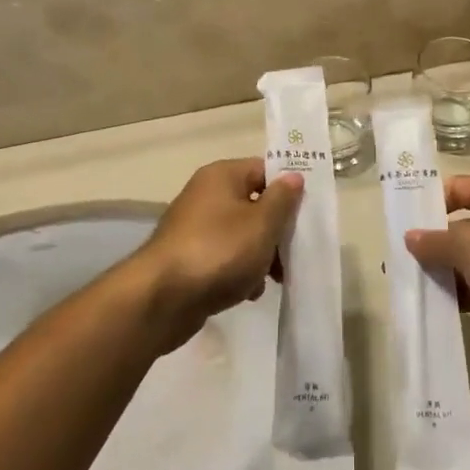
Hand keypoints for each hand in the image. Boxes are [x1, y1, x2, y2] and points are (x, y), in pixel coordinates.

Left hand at [131, 159, 302, 352]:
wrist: (162, 299)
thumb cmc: (219, 251)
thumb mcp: (262, 224)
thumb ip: (282, 199)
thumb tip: (293, 176)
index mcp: (222, 176)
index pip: (264, 170)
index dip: (288, 189)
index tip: (307, 214)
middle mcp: (206, 195)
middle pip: (254, 204)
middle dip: (276, 230)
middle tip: (292, 253)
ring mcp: (196, 228)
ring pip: (242, 234)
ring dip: (260, 256)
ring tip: (271, 279)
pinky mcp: (190, 258)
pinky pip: (225, 257)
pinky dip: (239, 272)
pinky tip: (247, 293)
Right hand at [405, 177, 469, 359]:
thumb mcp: (469, 244)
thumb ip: (436, 242)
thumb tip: (410, 238)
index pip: (456, 189)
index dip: (429, 202)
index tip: (402, 221)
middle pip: (461, 228)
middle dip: (432, 245)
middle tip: (399, 261)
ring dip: (445, 274)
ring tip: (411, 288)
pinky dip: (463, 297)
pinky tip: (437, 308)